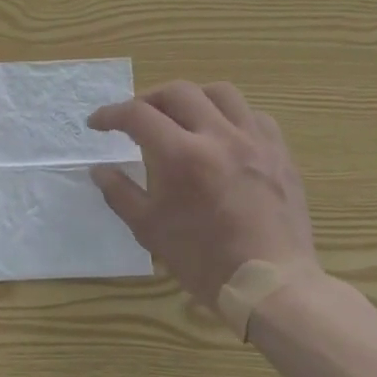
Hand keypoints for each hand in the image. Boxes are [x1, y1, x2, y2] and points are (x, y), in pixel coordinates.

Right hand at [87, 81, 316, 305]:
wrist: (270, 284)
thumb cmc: (203, 260)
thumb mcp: (149, 229)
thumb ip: (120, 192)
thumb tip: (99, 170)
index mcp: (182, 156)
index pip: (137, 115)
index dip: (111, 115)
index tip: (97, 124)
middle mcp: (219, 136)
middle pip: (178, 92)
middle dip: (148, 99)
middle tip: (135, 119)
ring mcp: (255, 141)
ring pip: (220, 93)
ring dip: (192, 98)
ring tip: (180, 117)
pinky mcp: (280, 153)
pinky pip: (254, 116)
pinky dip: (230, 116)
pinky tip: (221, 136)